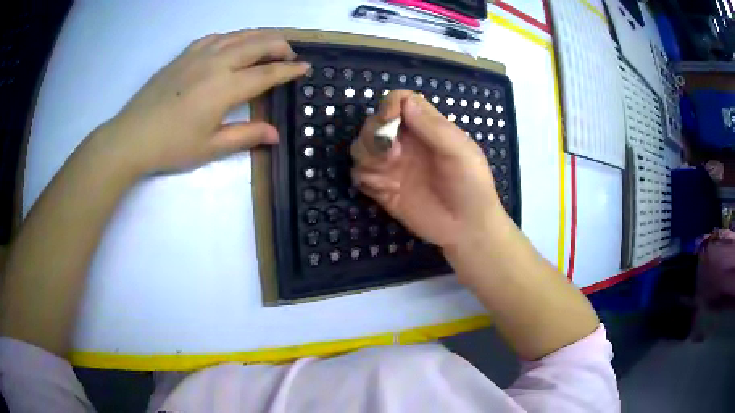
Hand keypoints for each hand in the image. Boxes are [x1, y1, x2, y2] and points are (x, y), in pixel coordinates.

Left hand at [105, 30, 309, 173]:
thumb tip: (275, 134)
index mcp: (225, 87)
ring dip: (260, 36)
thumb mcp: (210, 147)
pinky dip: (233, 37)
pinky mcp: (184, 54)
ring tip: (269, 45)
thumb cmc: (171, 146)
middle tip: (290, 55)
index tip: (305, 68)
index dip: (289, 70)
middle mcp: (216, 62)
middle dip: (280, 46)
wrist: (132, 137)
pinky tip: (234, 44)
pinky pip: (216, 37)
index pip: (267, 73)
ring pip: (238, 35)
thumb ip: (245, 136)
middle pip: (258, 44)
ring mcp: (199, 54)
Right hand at [351, 91, 504, 250]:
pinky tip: (382, 188)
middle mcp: (406, 142)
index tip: (389, 121)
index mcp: (427, 127)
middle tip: (392, 155)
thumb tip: (405, 102)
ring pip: (361, 147)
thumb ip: (433, 127)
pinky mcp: (383, 189)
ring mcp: (393, 166)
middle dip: (374, 134)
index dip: (389, 105)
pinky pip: (359, 175)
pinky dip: (363, 176)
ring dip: (367, 155)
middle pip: (374, 123)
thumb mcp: (460, 152)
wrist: (467, 228)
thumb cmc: (471, 186)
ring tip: (387, 171)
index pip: (399, 102)